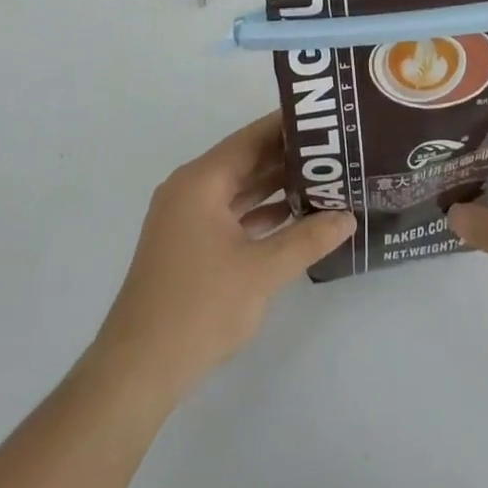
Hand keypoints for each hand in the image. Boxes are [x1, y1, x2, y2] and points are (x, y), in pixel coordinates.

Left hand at [89, 112, 354, 405]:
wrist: (139, 368)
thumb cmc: (199, 308)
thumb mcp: (262, 272)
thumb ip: (307, 239)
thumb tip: (348, 217)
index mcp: (201, 182)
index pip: (251, 139)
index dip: (287, 127)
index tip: (325, 119)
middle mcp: (190, 189)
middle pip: (245, 161)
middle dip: (287, 158)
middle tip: (334, 151)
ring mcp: (186, 218)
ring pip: (238, 189)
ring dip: (275, 186)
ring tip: (323, 180)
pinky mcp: (188, 244)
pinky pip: (230, 214)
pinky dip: (259, 213)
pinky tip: (294, 217)